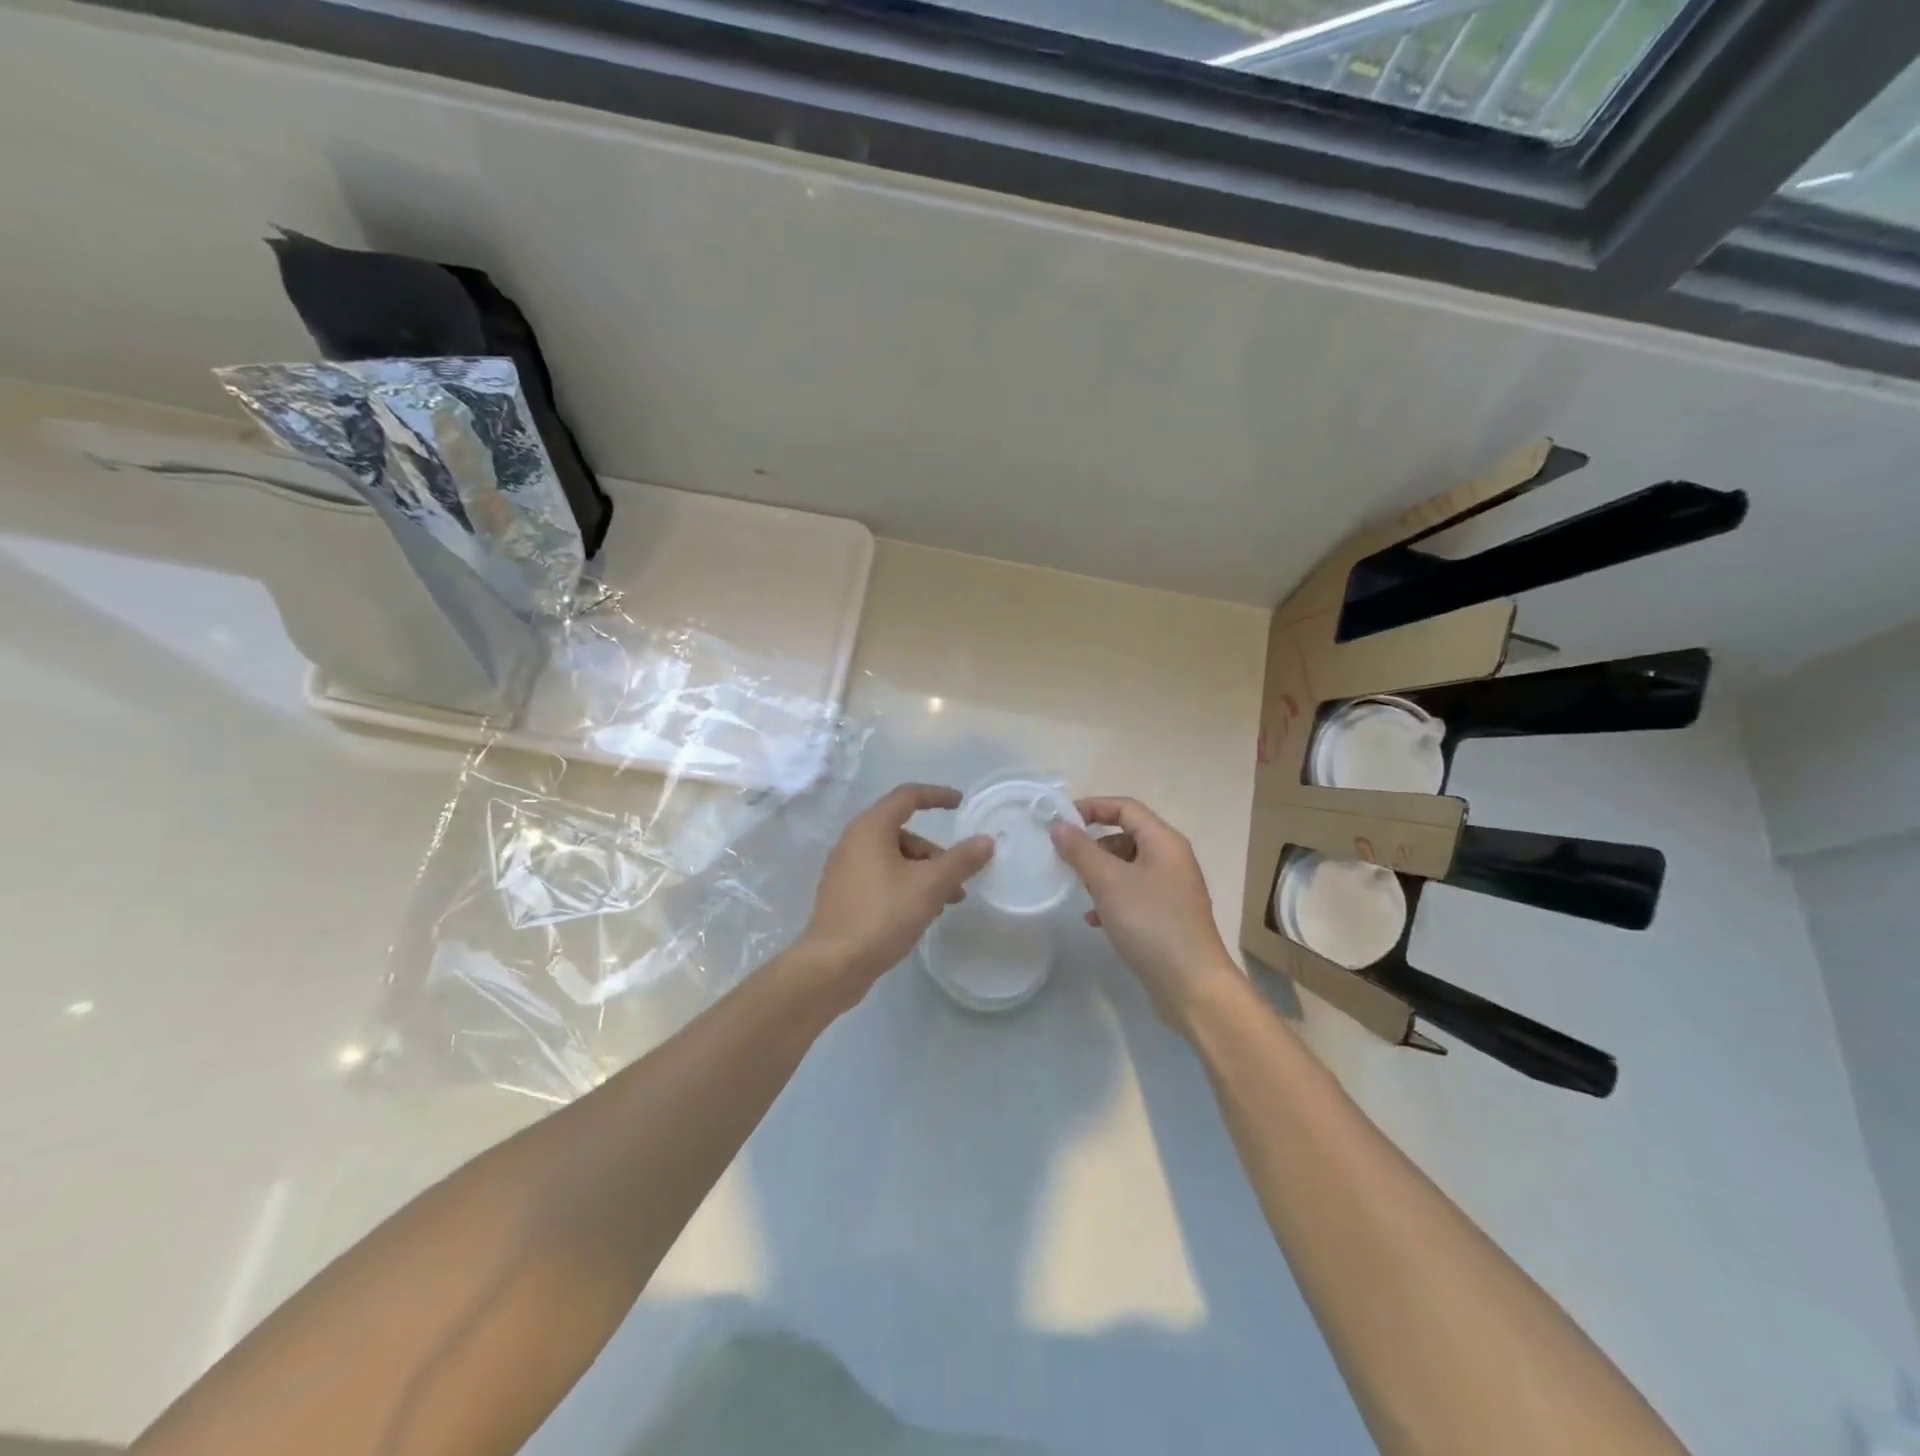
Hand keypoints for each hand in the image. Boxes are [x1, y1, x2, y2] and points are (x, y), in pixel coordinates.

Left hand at [796, 783, 994, 1004]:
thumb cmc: (882, 914)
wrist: (832, 965)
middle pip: (903, 832)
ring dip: (923, 874)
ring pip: (894, 859)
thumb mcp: (930, 886)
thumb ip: (961, 860)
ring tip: (944, 904)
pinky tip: (920, 914)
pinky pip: (881, 878)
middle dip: (935, 853)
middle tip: (958, 879)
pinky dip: (905, 886)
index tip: (961, 804)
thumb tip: (986, 840)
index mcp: (871, 827)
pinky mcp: (844, 895)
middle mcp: (854, 841)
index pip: (908, 796)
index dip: (937, 796)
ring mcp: (845, 869)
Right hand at [1050, 797, 1243, 1032]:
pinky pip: (1134, 894)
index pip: (1125, 807)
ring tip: (1078, 891)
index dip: (1092, 807)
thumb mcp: (1109, 882)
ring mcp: (1172, 889)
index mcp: (1164, 842)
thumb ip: (1081, 851)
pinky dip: (1112, 899)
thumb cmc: (1151, 924)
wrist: (1192, 986)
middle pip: (1127, 836)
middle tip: (1065, 860)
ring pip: (1128, 867)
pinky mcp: (1168, 916)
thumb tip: (1059, 825)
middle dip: (1093, 845)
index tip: (1061, 820)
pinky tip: (1094, 920)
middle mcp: (1172, 859)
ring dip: (1100, 874)